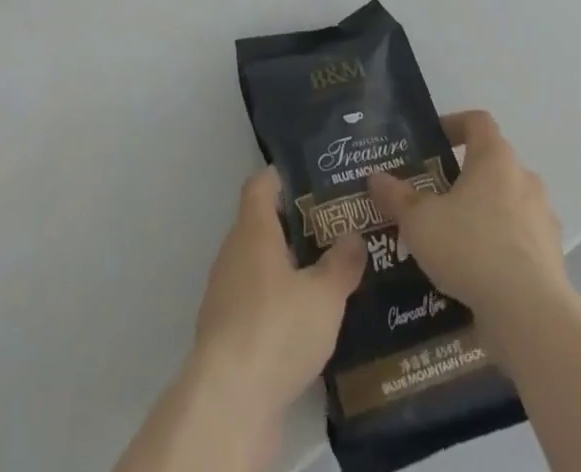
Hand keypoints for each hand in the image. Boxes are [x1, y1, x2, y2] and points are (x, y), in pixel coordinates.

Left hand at [190, 167, 365, 429]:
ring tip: (328, 276)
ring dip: (288, 268)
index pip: (260, 184)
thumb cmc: (277, 329)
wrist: (230, 402)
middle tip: (335, 230)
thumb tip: (354, 236)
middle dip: (296, 226)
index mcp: (253, 230)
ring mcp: (226, 293)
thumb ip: (342, 263)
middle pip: (262, 224)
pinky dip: (278, 304)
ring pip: (259, 266)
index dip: (283, 177)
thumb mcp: (324, 295)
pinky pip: (256, 302)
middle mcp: (234, 253)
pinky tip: (308, 323)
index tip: (312, 179)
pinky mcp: (227, 333)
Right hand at [367, 110, 566, 323]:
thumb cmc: (471, 248)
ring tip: (453, 240)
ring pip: (509, 204)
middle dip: (465, 178)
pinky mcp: (553, 259)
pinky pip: (521, 242)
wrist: (530, 315)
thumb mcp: (419, 221)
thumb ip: (397, 197)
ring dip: (484, 215)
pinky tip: (476, 274)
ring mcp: (543, 219)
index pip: (477, 121)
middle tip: (434, 197)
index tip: (432, 142)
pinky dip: (501, 249)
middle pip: (493, 164)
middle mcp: (524, 179)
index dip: (454, 124)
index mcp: (495, 158)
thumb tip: (375, 178)